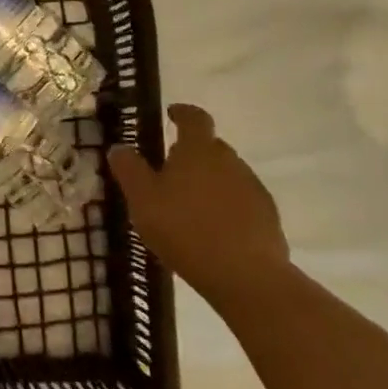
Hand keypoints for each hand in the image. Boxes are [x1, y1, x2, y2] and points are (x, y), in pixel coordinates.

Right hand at [109, 104, 290, 306]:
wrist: (246, 276)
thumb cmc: (185, 229)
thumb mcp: (142, 200)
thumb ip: (129, 170)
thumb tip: (120, 147)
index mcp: (198, 149)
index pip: (194, 118)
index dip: (182, 113)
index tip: (171, 114)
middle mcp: (230, 160)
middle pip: (211, 147)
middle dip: (192, 153)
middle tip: (170, 173)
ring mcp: (253, 188)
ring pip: (227, 174)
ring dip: (209, 182)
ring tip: (190, 207)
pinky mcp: (268, 217)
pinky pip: (241, 201)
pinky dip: (226, 207)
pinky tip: (213, 230)